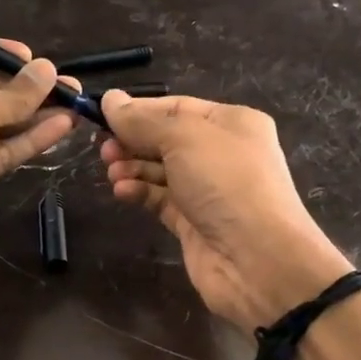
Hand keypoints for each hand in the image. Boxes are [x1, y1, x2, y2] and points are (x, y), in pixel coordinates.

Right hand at [100, 91, 352, 333]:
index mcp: (232, 123)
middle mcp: (222, 153)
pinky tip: (122, 192)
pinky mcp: (194, 222)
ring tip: (112, 172)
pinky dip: (140, 193)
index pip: (176, 107)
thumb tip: (110, 99)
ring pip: (160, 171)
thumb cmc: (226, 182)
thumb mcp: (183, 138)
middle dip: (133, 141)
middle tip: (103, 149)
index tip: (102, 114)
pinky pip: (160, 200)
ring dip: (133, 168)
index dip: (139, 110)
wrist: (258, 260)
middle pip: (166, 139)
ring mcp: (208, 190)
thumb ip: (142, 120)